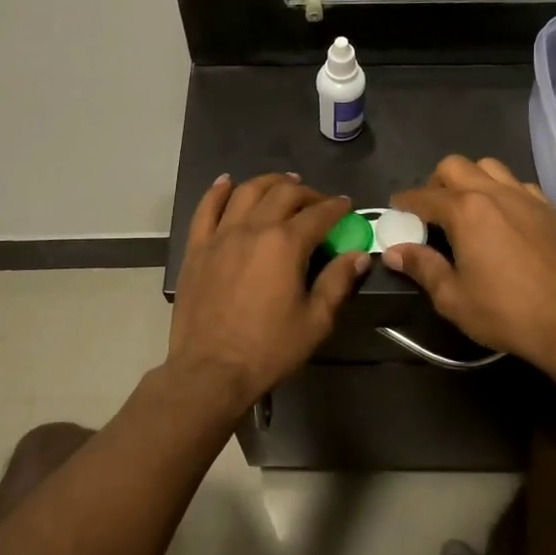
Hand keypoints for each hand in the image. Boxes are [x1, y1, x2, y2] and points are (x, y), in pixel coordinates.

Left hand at [168, 173, 368, 404]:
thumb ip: (338, 282)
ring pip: (246, 192)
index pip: (318, 214)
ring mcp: (221, 235)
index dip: (337, 207)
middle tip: (318, 202)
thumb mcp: (315, 321)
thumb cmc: (268, 349)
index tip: (347, 206)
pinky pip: (205, 208)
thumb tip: (358, 254)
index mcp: (285, 244)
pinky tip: (227, 183)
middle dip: (307, 192)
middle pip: (283, 194)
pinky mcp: (197, 248)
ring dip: (268, 182)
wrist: (210, 371)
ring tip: (283, 183)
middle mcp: (253, 228)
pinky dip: (217, 191)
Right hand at [386, 156, 555, 382]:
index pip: (424, 196)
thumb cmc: (505, 312)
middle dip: (436, 182)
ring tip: (468, 208)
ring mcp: (527, 197)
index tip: (395, 209)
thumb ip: (422, 267)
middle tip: (432, 210)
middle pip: (455, 166)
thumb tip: (394, 252)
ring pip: (489, 167)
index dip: (404, 202)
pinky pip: (519, 185)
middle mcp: (494, 193)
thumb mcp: (452, 297)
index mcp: (465, 211)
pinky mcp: (550, 210)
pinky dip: (504, 192)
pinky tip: (505, 218)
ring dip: (471, 179)